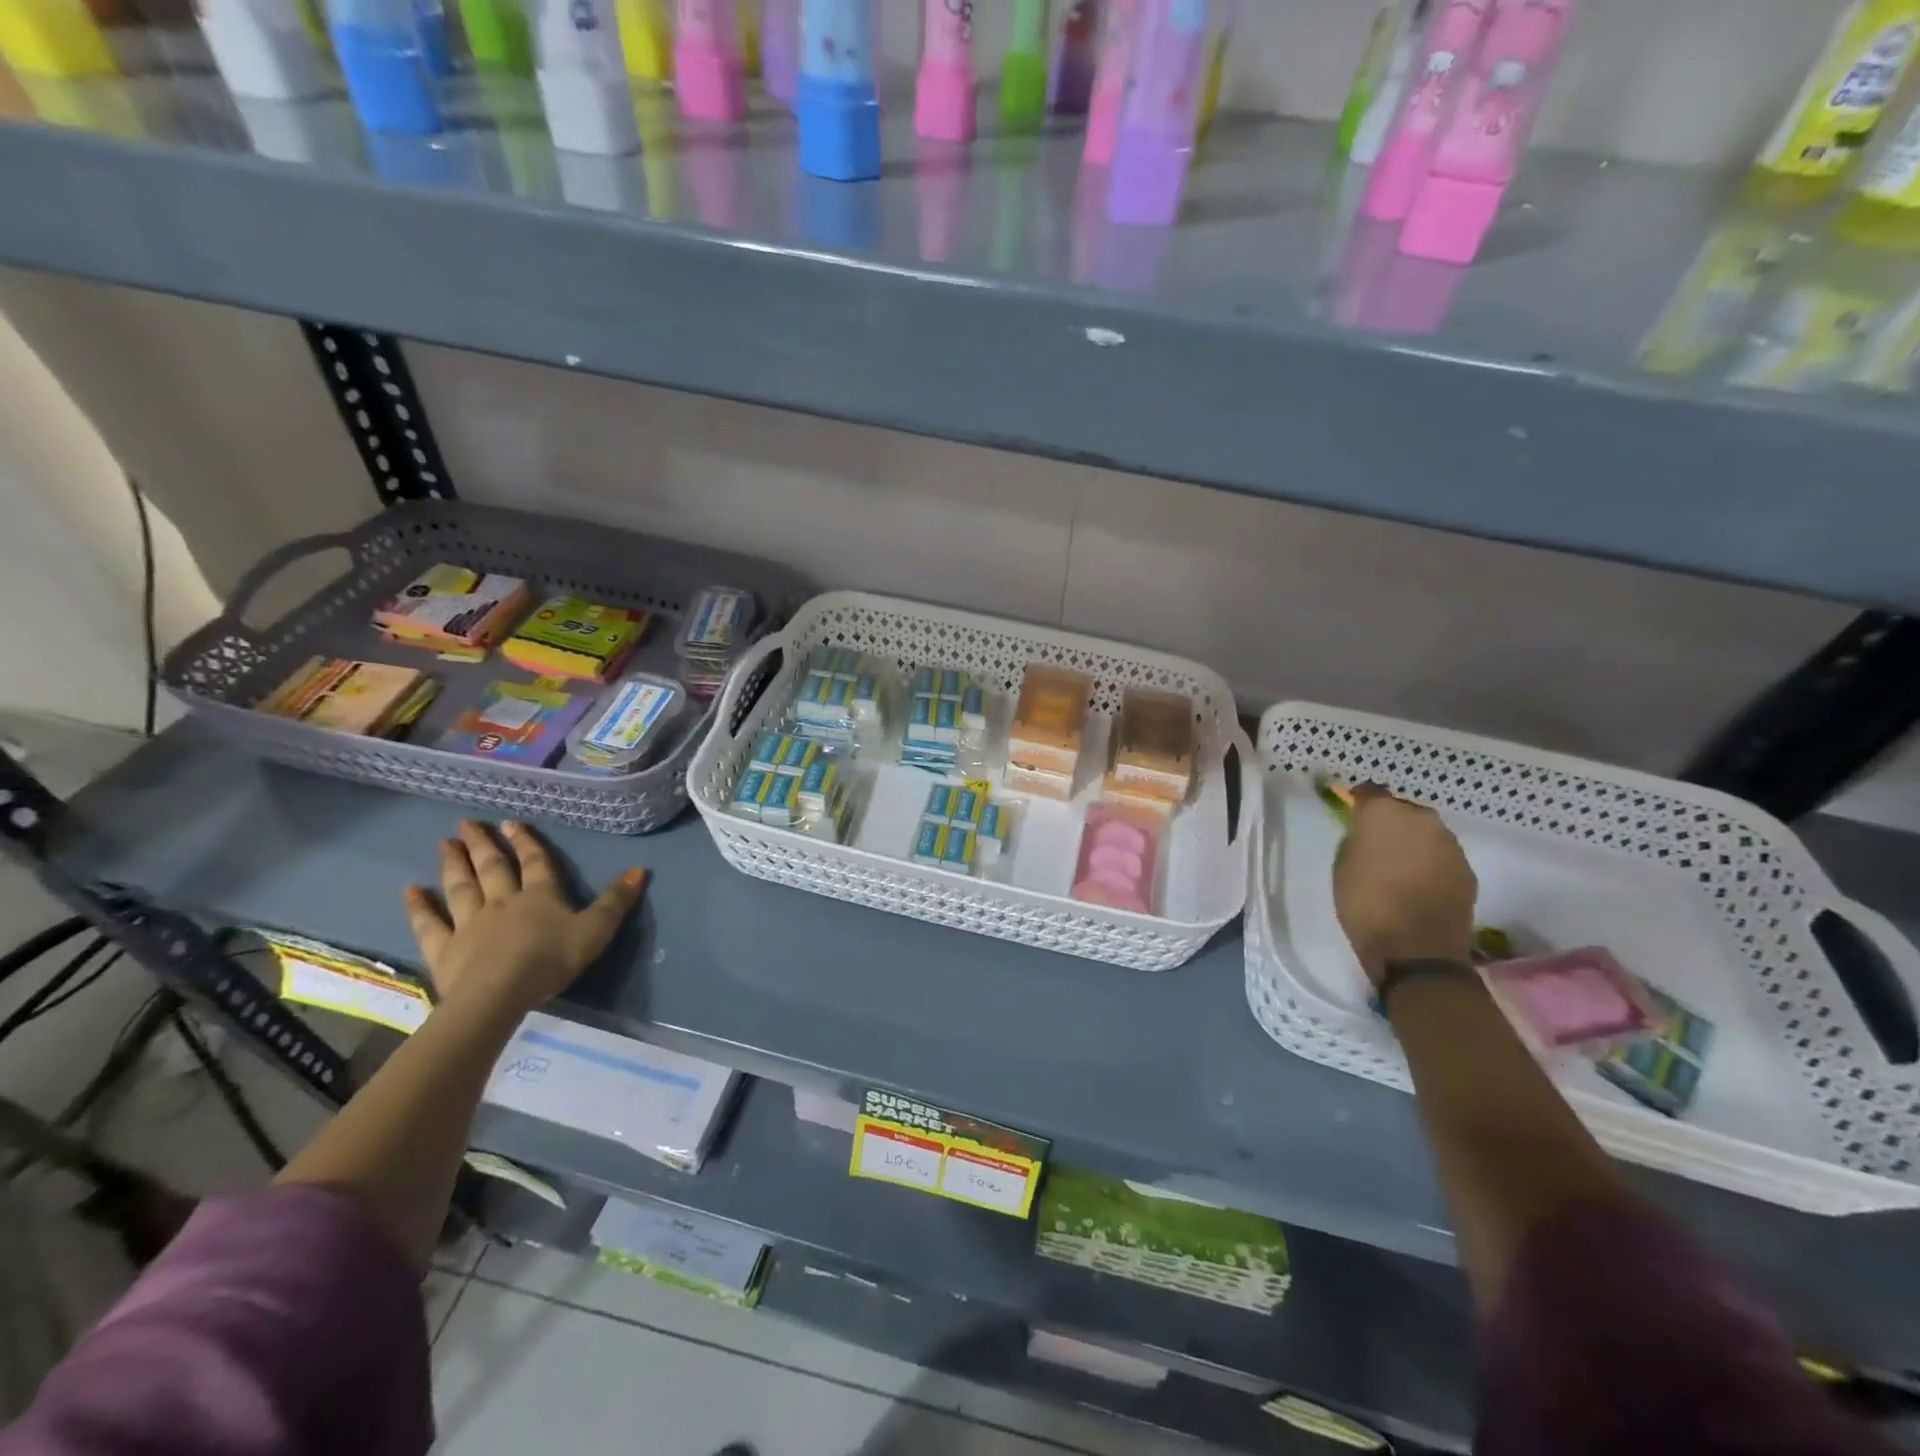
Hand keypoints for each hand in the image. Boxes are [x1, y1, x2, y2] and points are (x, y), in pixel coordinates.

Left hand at [405, 820, 646, 1016]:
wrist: (499, 993)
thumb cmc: (551, 960)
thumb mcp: (596, 930)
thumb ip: (616, 901)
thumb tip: (640, 869)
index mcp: (540, 895)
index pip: (535, 862)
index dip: (526, 842)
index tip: (512, 823)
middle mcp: (503, 901)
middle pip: (492, 867)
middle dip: (483, 844)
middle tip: (467, 824)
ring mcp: (469, 923)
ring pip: (461, 887)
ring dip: (453, 864)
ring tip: (445, 844)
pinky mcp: (445, 948)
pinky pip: (429, 923)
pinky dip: (419, 906)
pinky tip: (410, 891)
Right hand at [1333, 785, 1475, 987]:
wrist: (1416, 949)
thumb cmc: (1365, 903)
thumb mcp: (1343, 866)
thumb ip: (1357, 840)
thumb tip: (1367, 834)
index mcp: (1384, 813)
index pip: (1369, 792)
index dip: (1359, 802)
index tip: (1352, 814)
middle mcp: (1422, 819)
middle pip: (1402, 811)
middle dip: (1390, 823)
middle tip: (1376, 845)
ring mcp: (1450, 844)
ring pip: (1426, 833)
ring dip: (1413, 843)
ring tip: (1399, 867)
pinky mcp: (1467, 869)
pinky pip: (1441, 857)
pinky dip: (1430, 864)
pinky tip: (1418, 884)